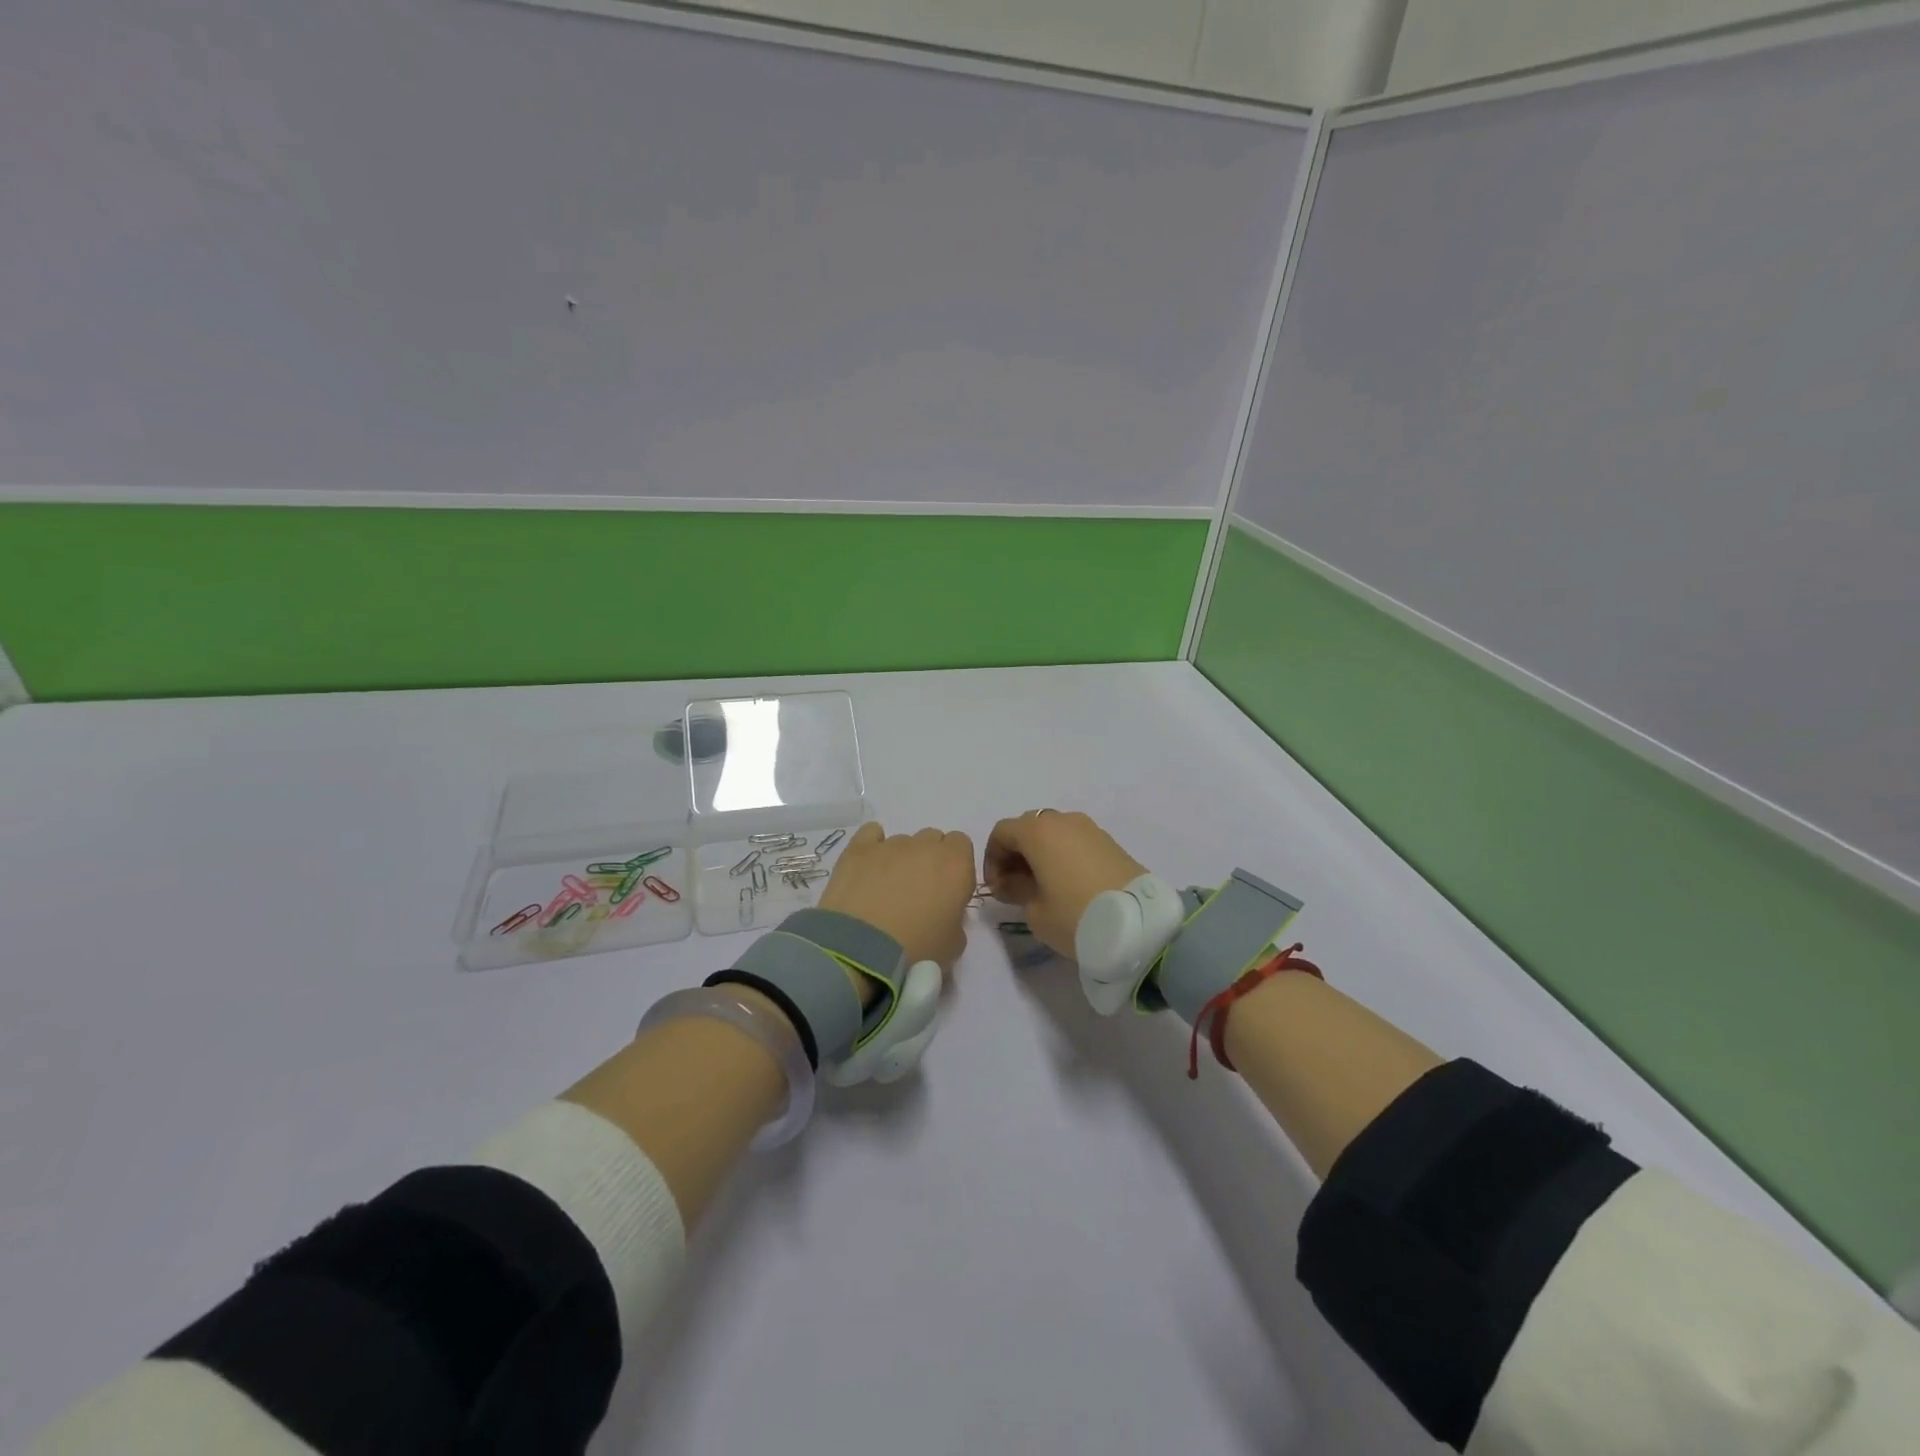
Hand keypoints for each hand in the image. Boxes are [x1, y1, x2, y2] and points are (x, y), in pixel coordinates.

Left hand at [818, 822, 975, 970]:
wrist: (861, 953)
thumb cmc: (917, 951)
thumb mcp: (953, 946)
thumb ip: (956, 919)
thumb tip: (944, 912)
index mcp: (956, 865)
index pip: (962, 844)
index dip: (954, 865)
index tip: (947, 890)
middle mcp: (925, 846)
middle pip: (932, 839)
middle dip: (928, 859)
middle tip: (917, 892)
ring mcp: (890, 844)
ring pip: (903, 841)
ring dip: (900, 859)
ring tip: (885, 890)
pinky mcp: (858, 848)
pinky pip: (872, 833)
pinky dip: (873, 846)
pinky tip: (868, 867)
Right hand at [983, 810, 1146, 957]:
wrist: (1139, 923)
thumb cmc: (1075, 915)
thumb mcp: (1035, 911)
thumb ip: (1016, 890)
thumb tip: (1014, 882)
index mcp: (1038, 831)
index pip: (1001, 832)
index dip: (992, 859)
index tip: (996, 888)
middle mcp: (1062, 820)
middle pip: (1027, 828)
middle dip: (1015, 855)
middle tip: (1015, 888)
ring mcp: (1089, 828)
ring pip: (1053, 834)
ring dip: (1040, 855)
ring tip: (1042, 888)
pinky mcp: (1109, 841)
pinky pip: (1074, 842)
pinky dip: (1062, 856)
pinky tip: (1066, 885)